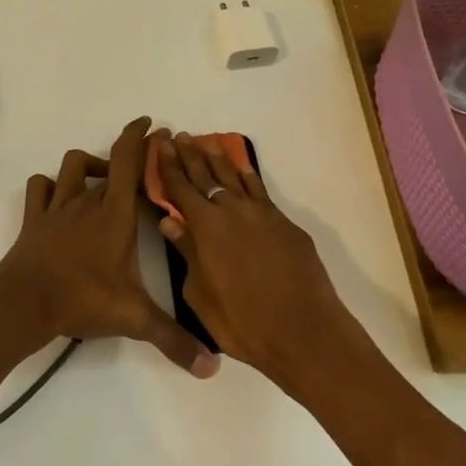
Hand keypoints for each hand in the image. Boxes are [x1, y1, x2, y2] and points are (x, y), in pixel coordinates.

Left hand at [0, 117, 220, 378]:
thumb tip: (211, 367)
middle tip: (139, 164)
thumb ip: (173, 339)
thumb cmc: (82, 298)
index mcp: (116, 214)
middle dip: (125, 154)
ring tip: (102, 181)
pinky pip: (40, 188)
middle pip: (107, 162)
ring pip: (72, 166)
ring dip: (89, 165)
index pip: (130, 162)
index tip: (152, 125)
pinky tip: (59, 197)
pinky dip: (51, 185)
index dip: (141, 138)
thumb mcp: (134, 318)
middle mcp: (89, 201)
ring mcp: (58, 208)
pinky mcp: (34, 219)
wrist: (23, 302)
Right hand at [154, 132, 353, 382]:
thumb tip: (170, 223)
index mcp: (206, 227)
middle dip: (190, 155)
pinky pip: (260, 190)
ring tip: (207, 143)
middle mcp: (232, 210)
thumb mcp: (200, 294)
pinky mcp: (284, 223)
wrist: (303, 330)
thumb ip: (186, 253)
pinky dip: (248, 176)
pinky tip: (242, 169)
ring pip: (235, 177)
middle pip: (206, 176)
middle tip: (180, 136)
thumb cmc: (243, 322)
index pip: (181, 188)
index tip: (162, 145)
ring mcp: (262, 213)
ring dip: (219, 159)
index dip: (169, 166)